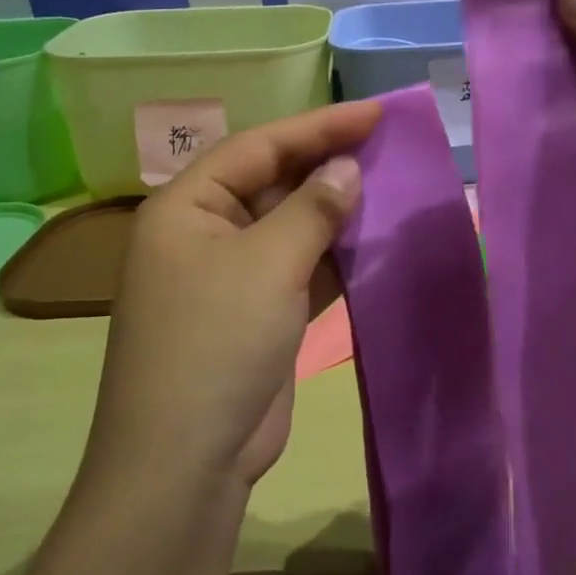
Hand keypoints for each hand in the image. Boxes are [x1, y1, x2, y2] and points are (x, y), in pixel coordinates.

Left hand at [79, 101, 379, 499]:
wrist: (187, 462)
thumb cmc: (217, 344)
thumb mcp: (267, 264)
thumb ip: (312, 209)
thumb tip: (348, 167)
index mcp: (187, 207)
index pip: (259, 147)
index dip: (319, 126)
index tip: (376, 112)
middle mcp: (204, 232)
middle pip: (273, 181)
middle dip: (328, 163)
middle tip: (387, 143)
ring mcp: (230, 275)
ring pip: (290, 224)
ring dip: (335, 208)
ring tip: (389, 183)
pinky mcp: (257, 312)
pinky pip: (299, 265)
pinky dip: (333, 252)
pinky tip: (372, 238)